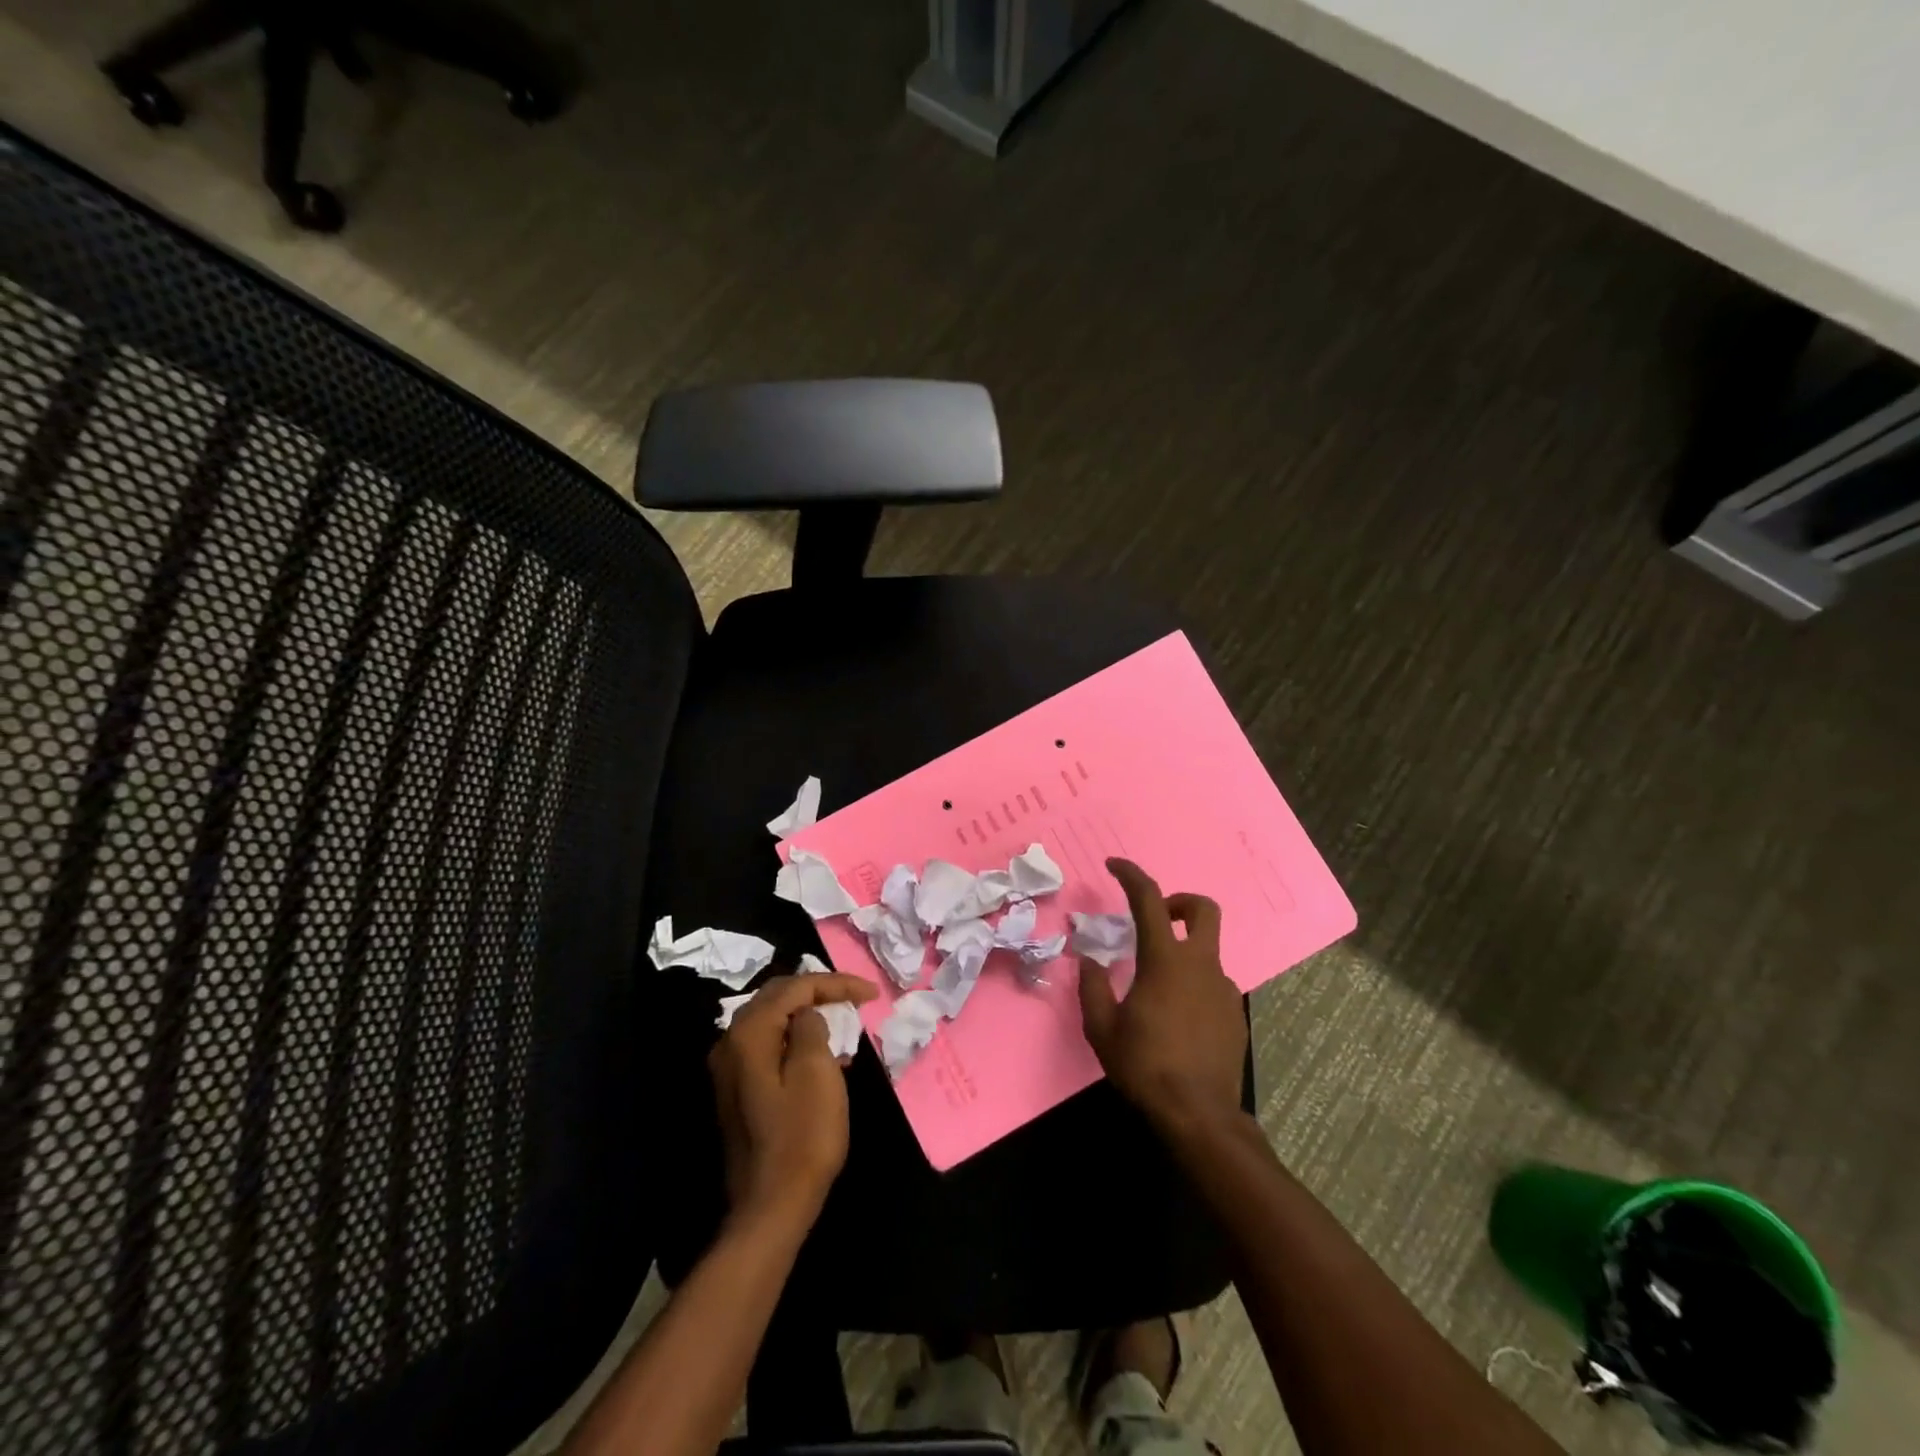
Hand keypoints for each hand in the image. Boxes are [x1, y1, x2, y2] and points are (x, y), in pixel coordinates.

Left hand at [708, 971, 877, 1229]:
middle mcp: (731, 1042)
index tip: (871, 993)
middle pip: (778, 997)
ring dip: (808, 1016)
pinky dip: (796, 1040)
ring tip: (844, 1022)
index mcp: (749, 1033)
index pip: (795, 987)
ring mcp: (730, 1068)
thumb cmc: (802, 1136)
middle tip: (854, 997)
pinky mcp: (738, 1090)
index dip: (835, 984)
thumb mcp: (818, 1073)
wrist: (771, 1206)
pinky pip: (769, 1046)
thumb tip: (807, 1016)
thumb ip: (812, 1028)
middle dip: (818, 992)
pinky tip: (824, 1055)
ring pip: (773, 1021)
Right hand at [1078, 858, 1246, 1132]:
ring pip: (1206, 952)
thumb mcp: (1102, 1028)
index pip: (1148, 900)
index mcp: (1164, 960)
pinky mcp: (1235, 1015)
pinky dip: (1194, 986)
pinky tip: (1177, 1020)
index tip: (1114, 865)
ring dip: (1183, 954)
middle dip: (1180, 902)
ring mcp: (1223, 989)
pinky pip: (1212, 985)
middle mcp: (1200, 965)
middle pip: (1203, 909)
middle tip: (1157, 919)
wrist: (1200, 1117)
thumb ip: (1093, 987)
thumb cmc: (1145, 1066)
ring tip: (1156, 990)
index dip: (1131, 874)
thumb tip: (1089, 961)